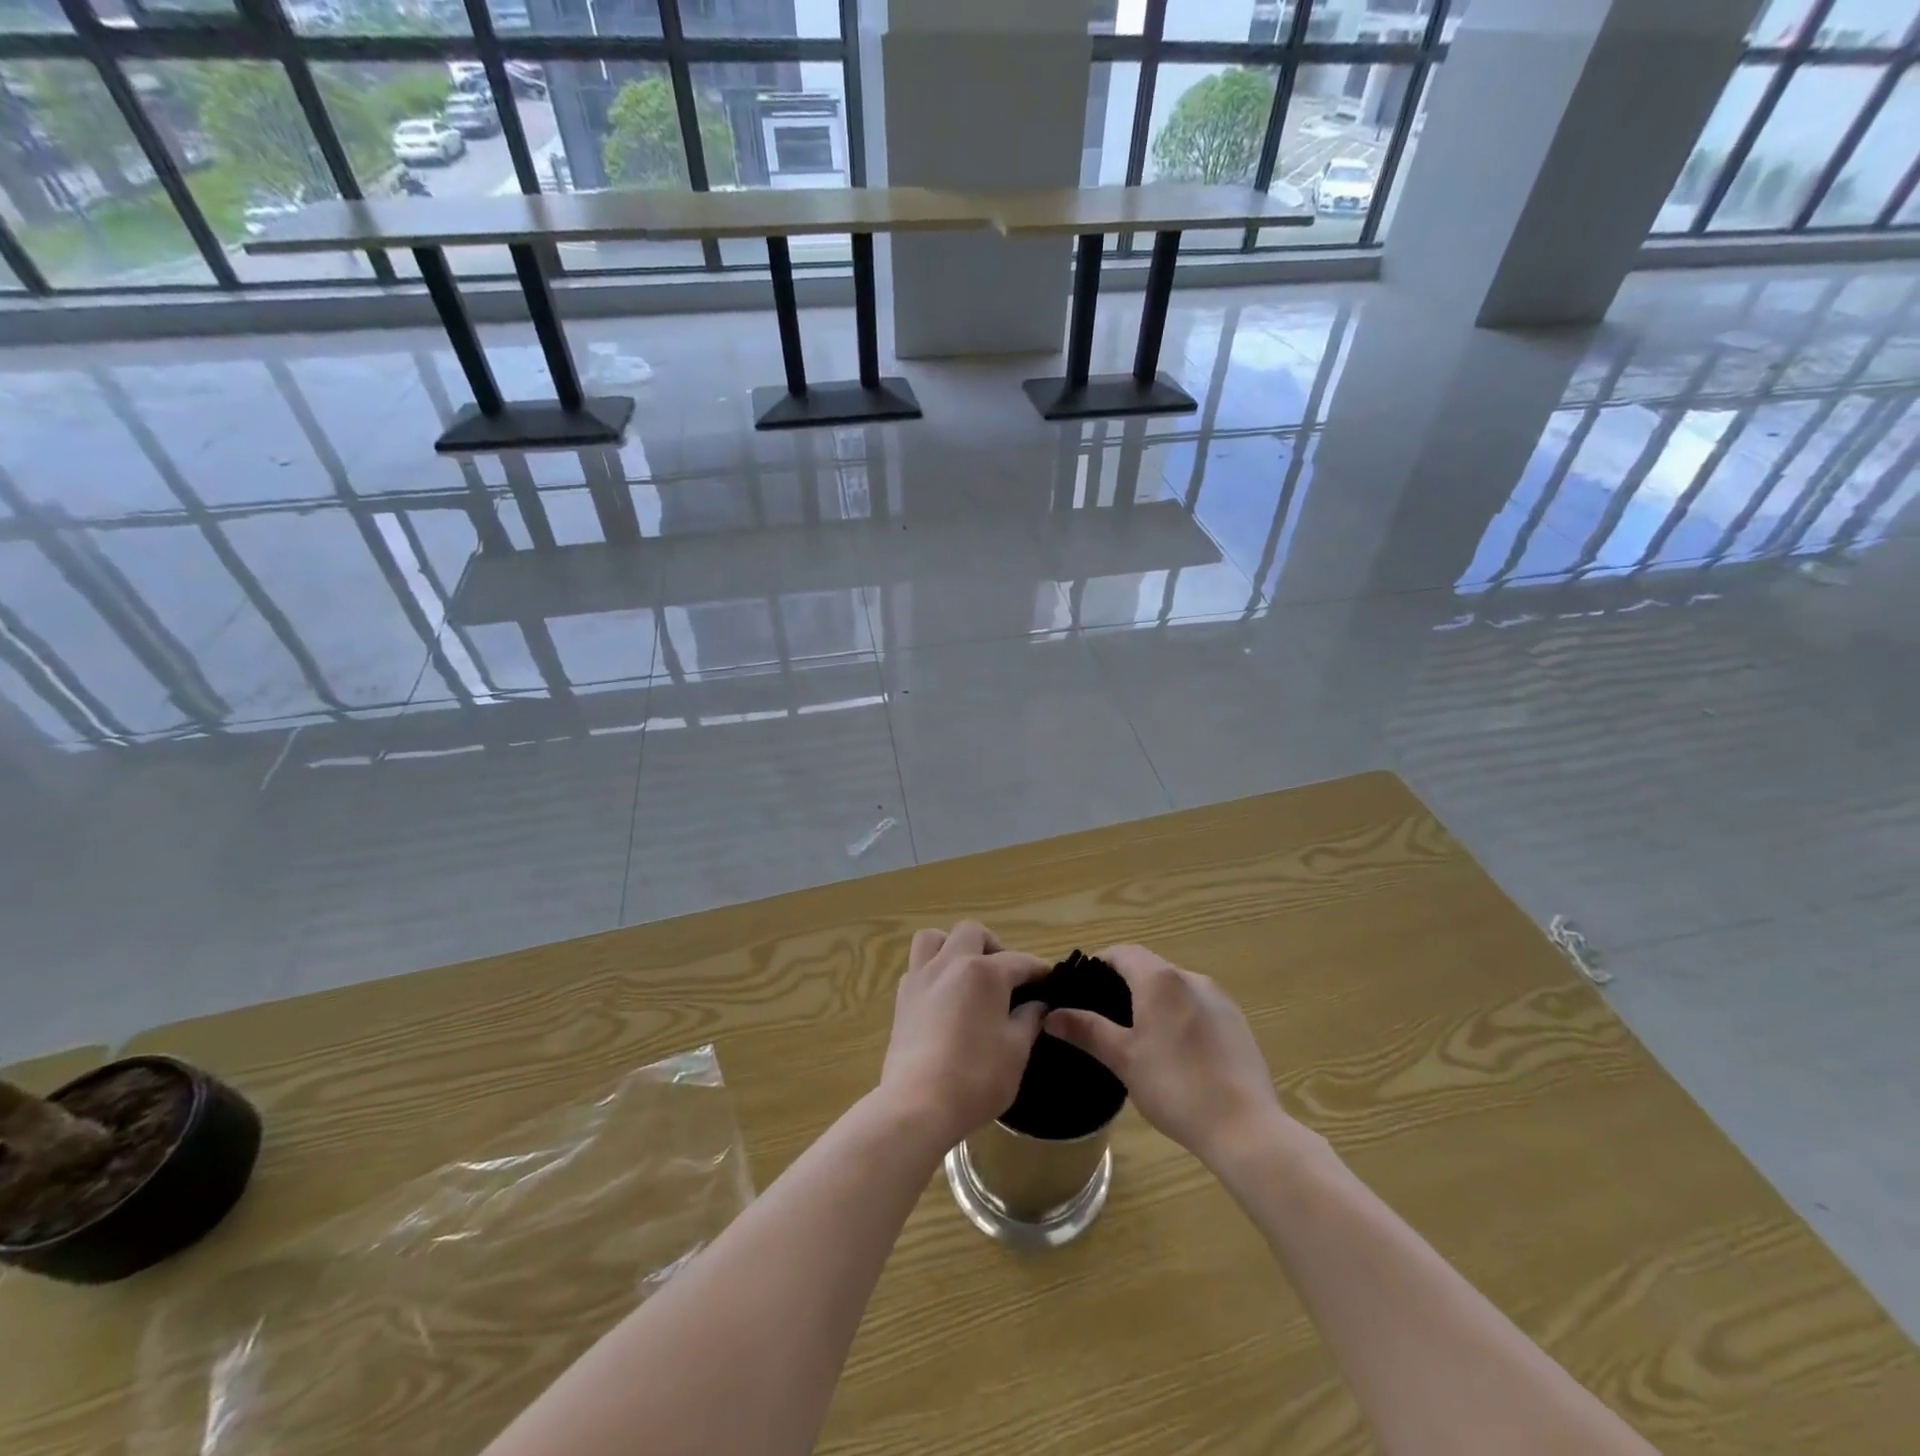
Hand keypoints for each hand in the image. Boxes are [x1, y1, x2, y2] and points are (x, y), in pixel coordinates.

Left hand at [880, 922, 1047, 1151]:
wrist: (917, 1105)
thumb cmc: (976, 1077)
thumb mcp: (1016, 1051)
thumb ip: (1028, 1020)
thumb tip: (1037, 1005)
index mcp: (984, 972)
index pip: (1020, 961)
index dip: (1039, 971)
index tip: (1050, 982)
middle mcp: (950, 963)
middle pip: (972, 933)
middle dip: (994, 946)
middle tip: (1005, 976)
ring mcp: (921, 978)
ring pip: (934, 939)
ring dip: (953, 946)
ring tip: (967, 973)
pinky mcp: (902, 998)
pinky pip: (917, 966)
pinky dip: (933, 971)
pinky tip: (944, 997)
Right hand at [1043, 945, 1285, 1168]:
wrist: (1244, 1127)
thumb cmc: (1175, 1086)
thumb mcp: (1122, 1058)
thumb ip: (1086, 1030)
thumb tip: (1051, 1015)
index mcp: (1160, 980)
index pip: (1123, 953)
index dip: (1099, 964)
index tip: (1082, 988)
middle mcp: (1191, 978)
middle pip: (1149, 967)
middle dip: (1124, 984)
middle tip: (1104, 1017)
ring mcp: (1219, 999)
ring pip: (1174, 987)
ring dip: (1153, 1000)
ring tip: (1138, 1037)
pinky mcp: (1236, 1022)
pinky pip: (1197, 1006)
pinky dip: (1179, 1015)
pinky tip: (1176, 1053)